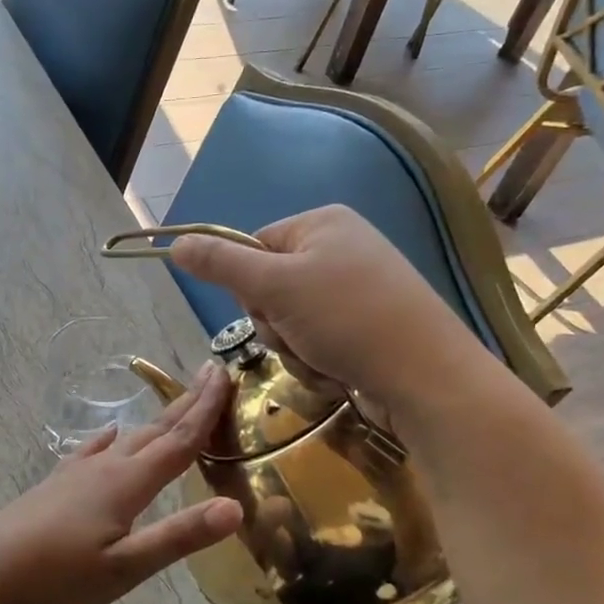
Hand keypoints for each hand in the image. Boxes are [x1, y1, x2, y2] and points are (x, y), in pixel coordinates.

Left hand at [0, 363, 242, 603]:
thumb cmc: (56, 580)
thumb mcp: (125, 568)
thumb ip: (179, 536)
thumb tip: (235, 507)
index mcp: (126, 484)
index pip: (178, 441)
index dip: (206, 409)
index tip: (225, 374)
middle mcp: (104, 467)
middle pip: (155, 430)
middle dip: (187, 403)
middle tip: (212, 373)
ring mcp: (76, 473)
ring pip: (127, 438)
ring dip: (156, 420)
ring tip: (176, 405)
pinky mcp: (56, 484)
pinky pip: (94, 449)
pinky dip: (111, 438)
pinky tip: (110, 435)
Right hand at [168, 206, 492, 412]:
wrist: (428, 379)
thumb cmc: (348, 319)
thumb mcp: (274, 286)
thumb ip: (220, 264)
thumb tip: (175, 243)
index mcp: (323, 224)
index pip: (253, 246)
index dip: (248, 284)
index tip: (267, 305)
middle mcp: (341, 249)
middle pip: (268, 287)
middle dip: (274, 323)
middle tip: (297, 334)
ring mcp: (357, 290)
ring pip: (289, 321)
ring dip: (293, 348)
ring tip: (323, 358)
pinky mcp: (367, 328)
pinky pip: (316, 340)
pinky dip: (317, 360)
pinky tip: (339, 371)